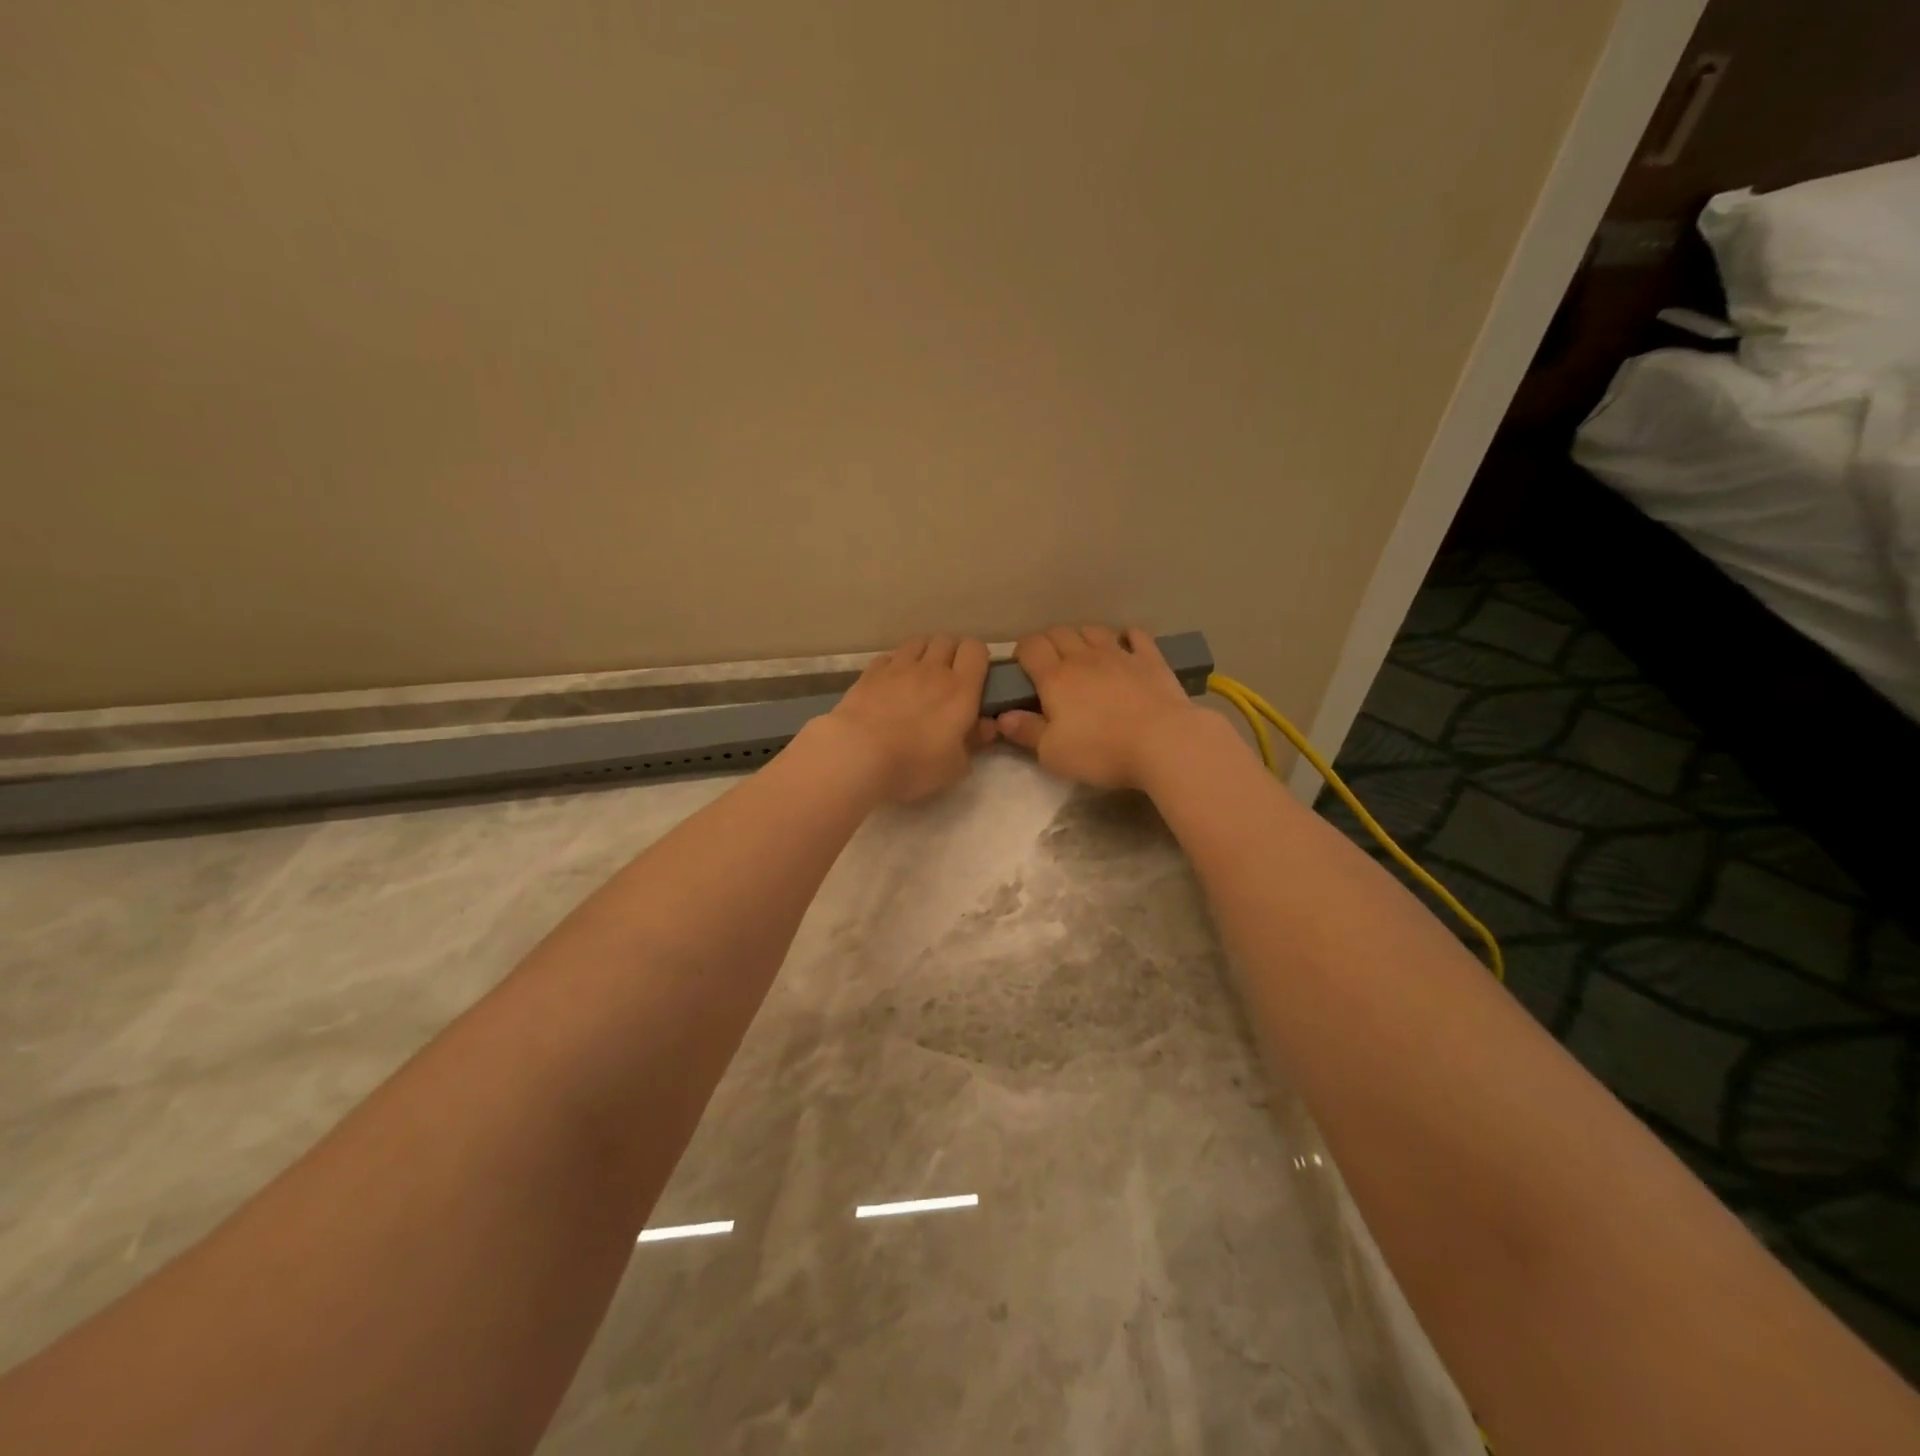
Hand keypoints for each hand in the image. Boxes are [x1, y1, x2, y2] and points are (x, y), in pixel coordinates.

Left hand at [827, 634, 997, 803]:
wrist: (858, 755)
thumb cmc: (914, 764)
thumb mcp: (954, 766)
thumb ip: (973, 743)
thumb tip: (985, 727)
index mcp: (960, 689)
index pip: (976, 650)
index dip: (977, 658)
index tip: (974, 678)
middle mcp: (932, 670)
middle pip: (947, 640)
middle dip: (951, 653)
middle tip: (947, 678)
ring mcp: (898, 667)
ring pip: (918, 642)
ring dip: (923, 653)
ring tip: (919, 675)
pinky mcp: (870, 673)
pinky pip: (889, 657)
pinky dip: (894, 665)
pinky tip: (890, 684)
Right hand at [995, 626, 1211, 790]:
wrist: (1164, 742)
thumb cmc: (1100, 751)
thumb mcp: (1053, 753)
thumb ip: (1026, 732)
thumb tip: (1002, 716)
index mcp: (1055, 678)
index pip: (1031, 647)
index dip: (1022, 651)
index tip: (1022, 667)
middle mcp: (1084, 657)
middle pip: (1059, 633)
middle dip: (1049, 642)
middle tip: (1049, 664)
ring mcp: (1120, 655)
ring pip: (1093, 630)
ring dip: (1082, 637)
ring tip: (1082, 654)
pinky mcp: (1150, 660)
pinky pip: (1135, 635)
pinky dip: (1126, 636)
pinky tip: (1125, 645)